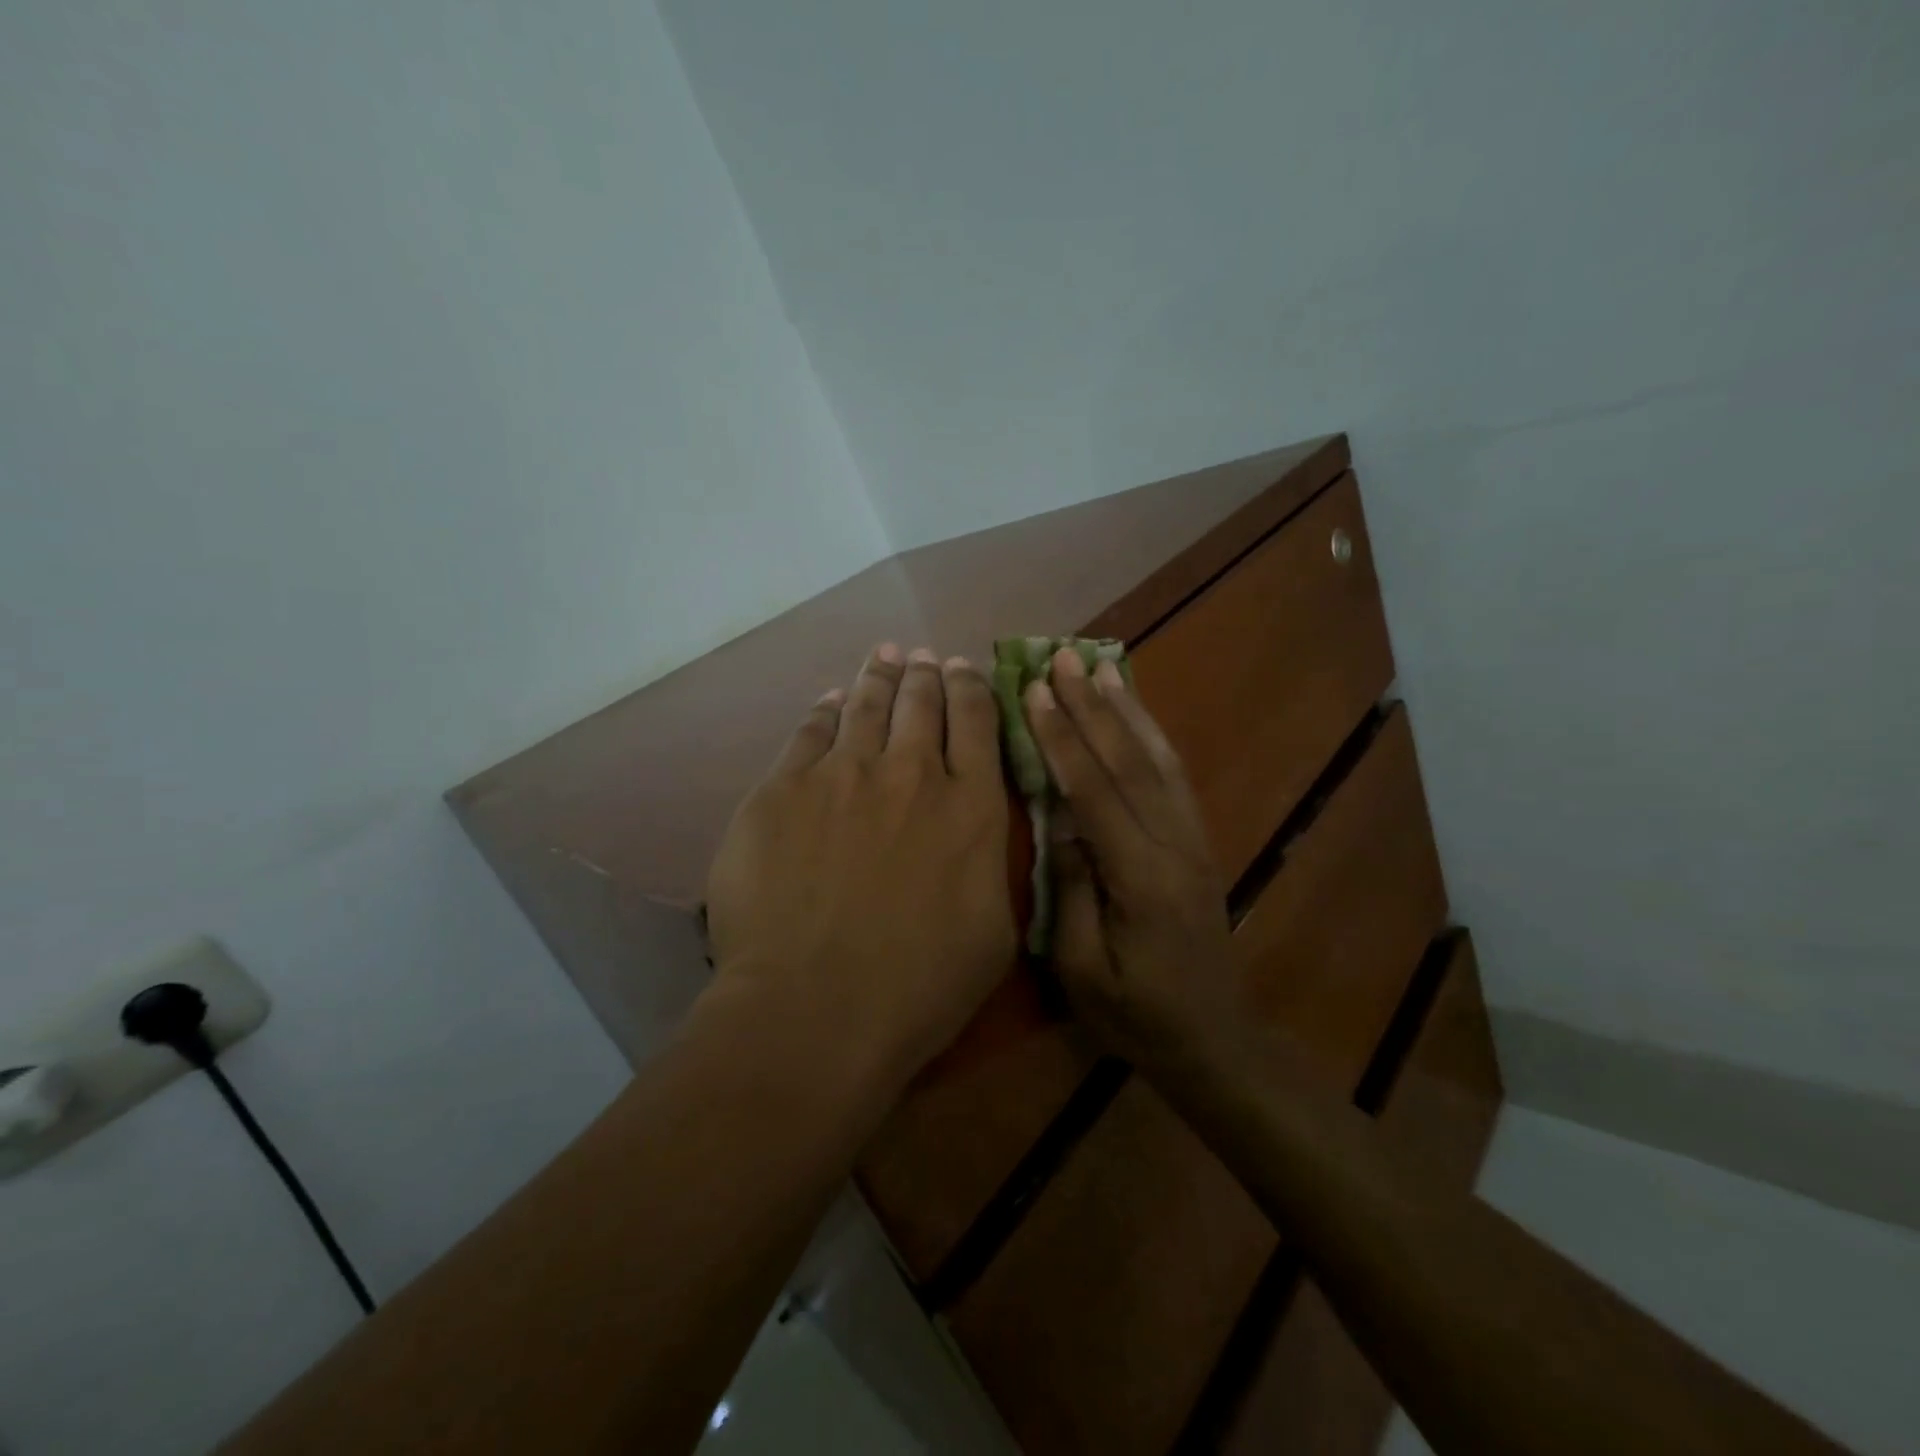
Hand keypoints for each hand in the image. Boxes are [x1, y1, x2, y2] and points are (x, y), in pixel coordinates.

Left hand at [705, 645, 1014, 1093]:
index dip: (971, 687)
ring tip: (884, 657)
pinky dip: (824, 711)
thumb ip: (992, 863)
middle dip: (926, 674)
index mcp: (971, 806)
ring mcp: (843, 775)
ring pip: (866, 705)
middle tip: (923, 657)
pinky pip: (809, 732)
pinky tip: (829, 702)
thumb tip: (981, 824)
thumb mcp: (994, 932)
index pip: (977, 721)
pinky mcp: (783, 789)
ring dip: (879, 676)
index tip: (964, 669)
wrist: (815, 1010)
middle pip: (921, 702)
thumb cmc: (918, 987)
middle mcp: (912, 773)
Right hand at [1022, 648, 1237, 1069]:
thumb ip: (1069, 890)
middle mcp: (1173, 845)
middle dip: (1092, 706)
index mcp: (1140, 877)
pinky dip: (1154, 736)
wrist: (1215, 1040)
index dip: (1062, 738)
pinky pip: (1175, 777)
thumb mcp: (1084, 968)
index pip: (1094, 792)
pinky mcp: (1199, 842)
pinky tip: (1137, 713)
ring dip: (1128, 709)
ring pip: (1159, 759)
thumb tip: (1059, 821)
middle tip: (1063, 658)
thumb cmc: (1137, 1015)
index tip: (1034, 692)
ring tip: (1102, 666)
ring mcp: (1193, 840)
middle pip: (1129, 761)